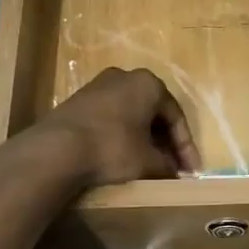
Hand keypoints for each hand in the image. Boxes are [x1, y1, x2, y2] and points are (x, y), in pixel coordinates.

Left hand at [33, 67, 199, 187]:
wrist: (57, 149)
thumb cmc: (112, 148)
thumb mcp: (148, 162)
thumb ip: (167, 165)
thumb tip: (173, 172)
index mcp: (148, 84)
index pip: (176, 117)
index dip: (186, 147)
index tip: (191, 171)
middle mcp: (125, 76)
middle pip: (154, 113)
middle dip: (165, 142)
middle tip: (173, 166)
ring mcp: (98, 85)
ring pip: (131, 114)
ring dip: (143, 138)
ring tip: (150, 163)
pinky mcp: (78, 100)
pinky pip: (111, 117)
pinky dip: (122, 135)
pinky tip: (123, 156)